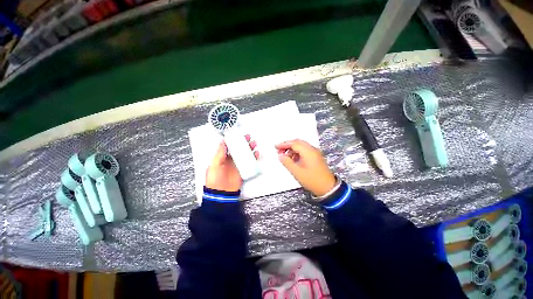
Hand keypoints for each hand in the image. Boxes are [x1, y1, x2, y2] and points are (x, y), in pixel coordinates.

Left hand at [206, 135, 258, 191]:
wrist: (222, 193)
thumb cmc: (215, 179)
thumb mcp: (215, 164)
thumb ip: (220, 153)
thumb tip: (223, 141)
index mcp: (222, 157)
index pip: (229, 146)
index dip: (234, 139)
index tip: (238, 134)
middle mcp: (231, 159)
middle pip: (238, 149)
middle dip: (243, 143)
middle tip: (248, 137)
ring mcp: (238, 165)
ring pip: (245, 154)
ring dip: (249, 149)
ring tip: (253, 144)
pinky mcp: (243, 170)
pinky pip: (249, 162)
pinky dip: (253, 158)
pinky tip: (256, 154)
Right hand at [275, 140, 335, 197]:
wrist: (328, 188)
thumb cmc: (312, 180)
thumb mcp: (297, 172)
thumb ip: (287, 162)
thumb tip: (280, 155)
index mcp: (308, 152)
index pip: (294, 143)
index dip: (284, 144)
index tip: (276, 147)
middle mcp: (312, 149)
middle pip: (298, 142)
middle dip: (287, 145)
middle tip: (279, 150)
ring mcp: (315, 153)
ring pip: (301, 146)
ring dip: (292, 149)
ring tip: (285, 156)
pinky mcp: (316, 157)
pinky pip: (305, 151)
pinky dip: (297, 152)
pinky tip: (293, 159)